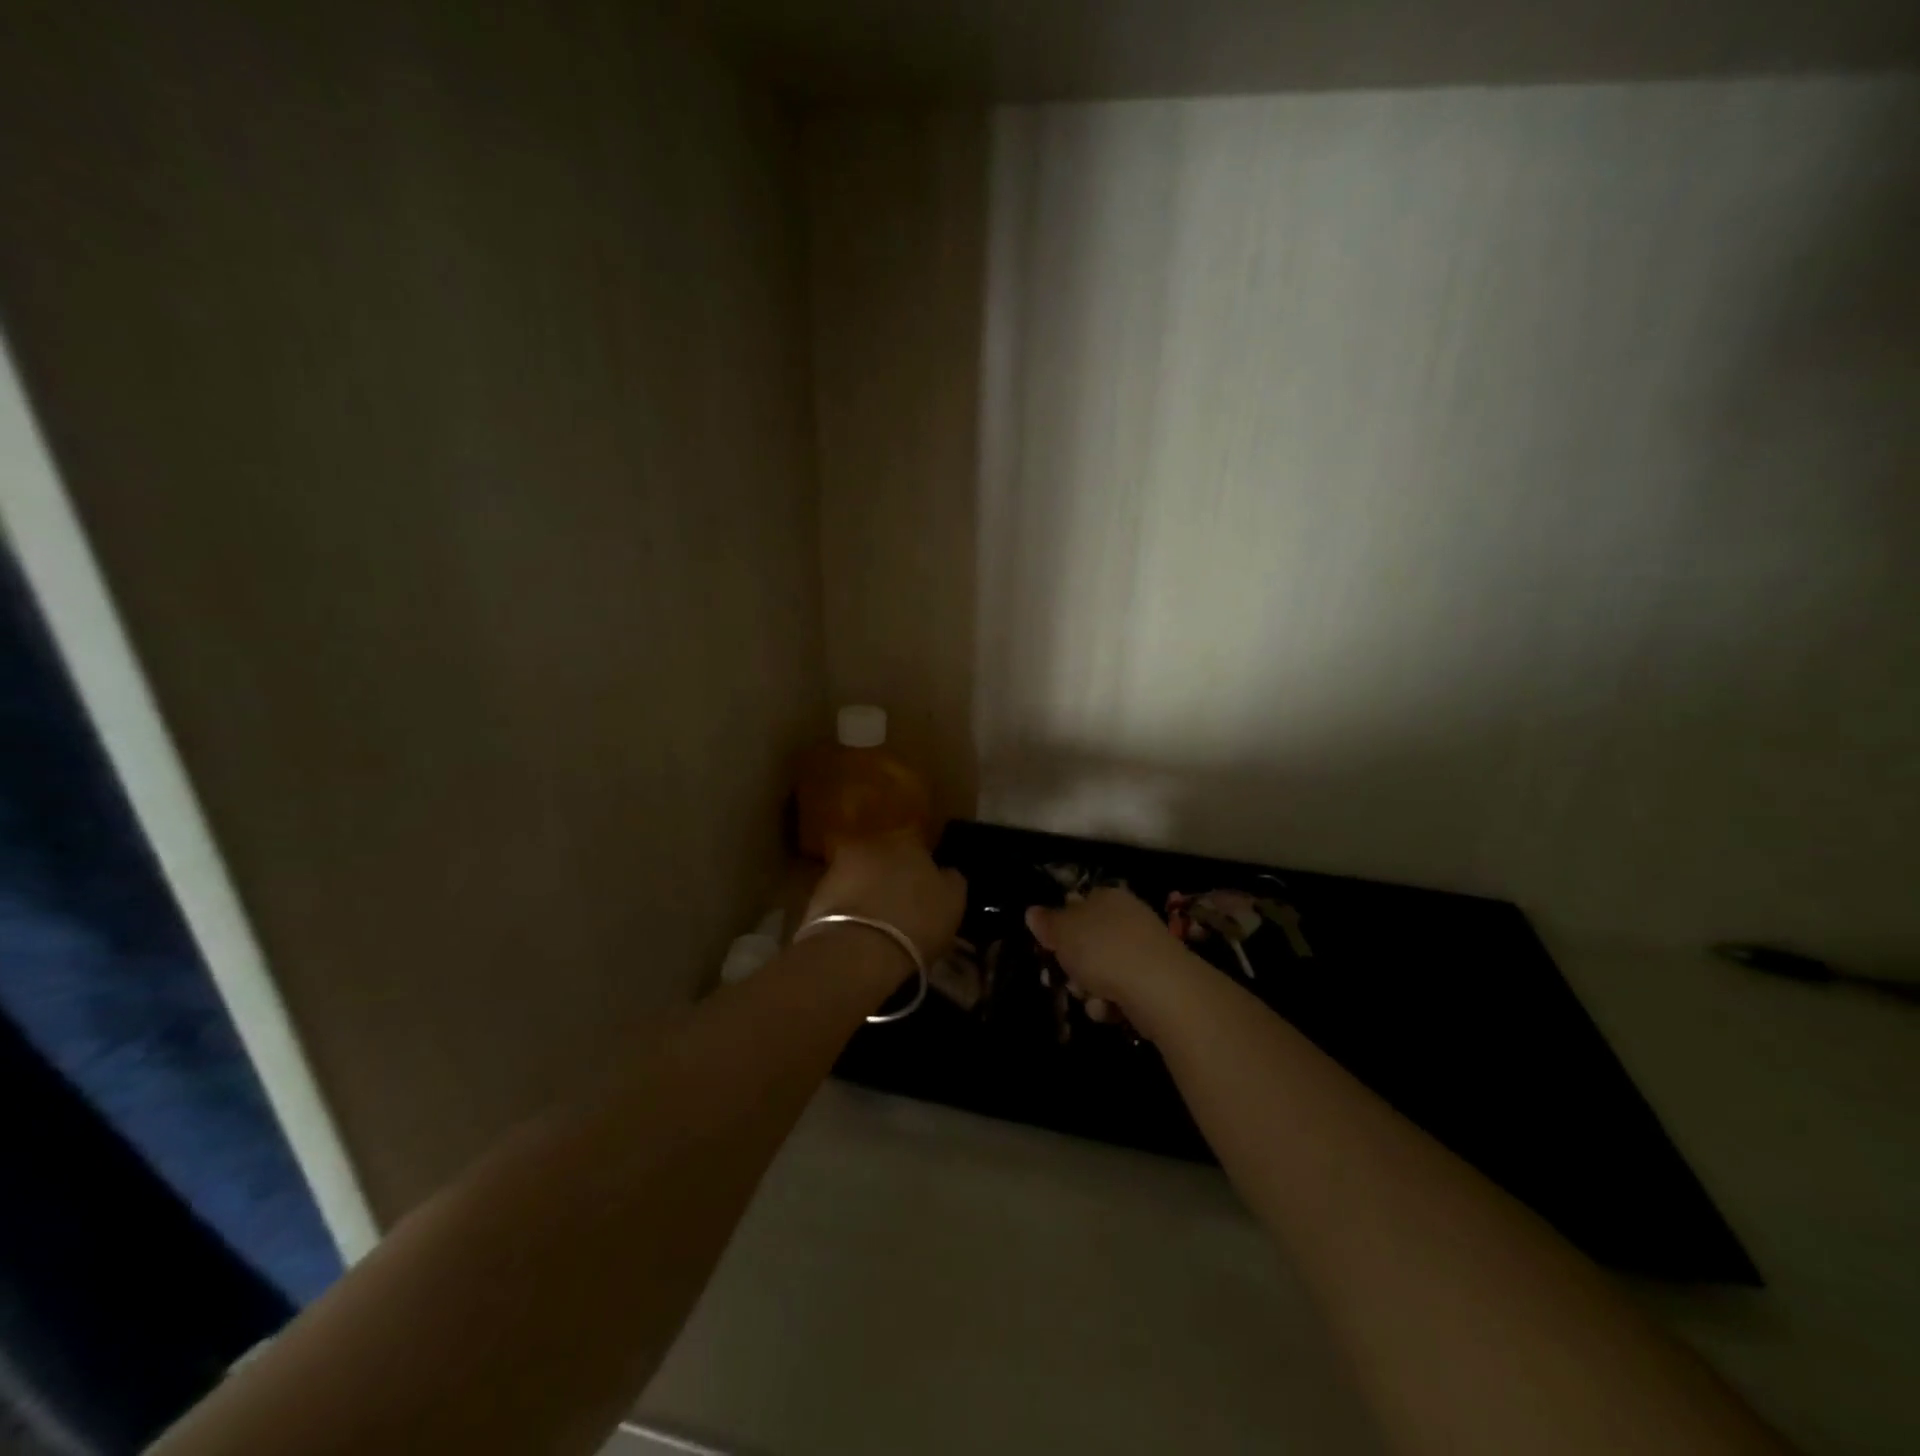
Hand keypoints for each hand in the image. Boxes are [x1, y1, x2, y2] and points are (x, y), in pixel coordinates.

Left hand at [804, 834, 965, 964]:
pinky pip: (842, 898)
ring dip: (868, 891)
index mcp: (908, 840)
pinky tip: (859, 931)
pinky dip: (850, 909)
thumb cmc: (916, 921)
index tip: (926, 890)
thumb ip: (951, 879)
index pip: (919, 846)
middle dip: (892, 875)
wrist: (857, 950)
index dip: (923, 869)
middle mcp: (871, 844)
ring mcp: (839, 866)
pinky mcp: (816, 893)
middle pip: (886, 857)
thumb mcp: (953, 901)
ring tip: (878, 921)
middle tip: (901, 904)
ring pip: (861, 876)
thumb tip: (945, 872)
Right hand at [1026, 887, 1192, 1010]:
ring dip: (1088, 989)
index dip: (1060, 925)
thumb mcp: (1064, 931)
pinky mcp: (1154, 983)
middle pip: (1088, 941)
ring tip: (1090, 997)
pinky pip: (1120, 992)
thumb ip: (1047, 922)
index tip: (1048, 945)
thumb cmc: (1105, 950)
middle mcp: (1127, 919)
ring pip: (1101, 971)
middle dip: (1073, 964)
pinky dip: (1110, 1004)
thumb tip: (1033, 912)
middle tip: (1065, 976)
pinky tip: (1109, 1010)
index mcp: (1107, 898)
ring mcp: (1143, 951)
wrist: (1160, 989)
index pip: (1078, 903)